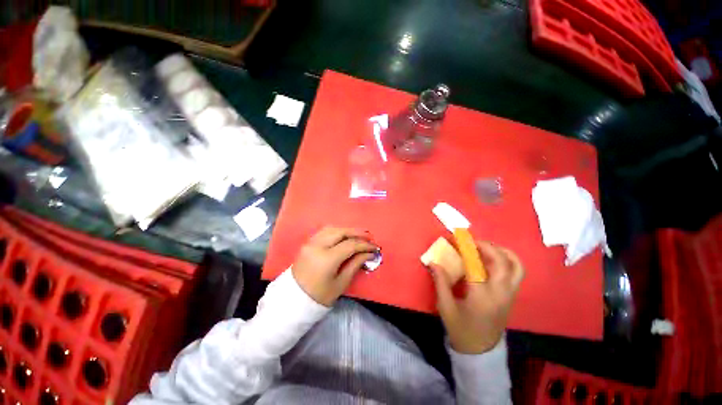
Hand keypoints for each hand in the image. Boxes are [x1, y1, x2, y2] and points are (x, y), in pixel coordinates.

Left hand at [292, 226, 378, 306]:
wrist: (293, 300)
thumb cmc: (319, 296)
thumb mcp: (341, 283)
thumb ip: (355, 264)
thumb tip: (369, 254)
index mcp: (326, 259)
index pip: (350, 245)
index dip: (364, 245)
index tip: (375, 248)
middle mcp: (317, 246)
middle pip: (341, 232)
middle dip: (357, 233)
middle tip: (369, 237)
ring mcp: (310, 243)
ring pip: (332, 228)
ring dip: (347, 230)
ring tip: (358, 235)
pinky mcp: (307, 243)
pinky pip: (324, 231)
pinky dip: (336, 231)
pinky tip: (344, 235)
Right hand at [430, 241, 523, 353]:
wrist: (480, 350)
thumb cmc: (461, 328)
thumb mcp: (445, 306)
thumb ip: (440, 282)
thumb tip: (434, 262)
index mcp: (481, 296)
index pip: (476, 265)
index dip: (465, 249)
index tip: (456, 238)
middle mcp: (500, 293)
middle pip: (502, 261)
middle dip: (486, 246)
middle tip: (471, 241)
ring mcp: (510, 294)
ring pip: (516, 266)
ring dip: (501, 251)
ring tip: (485, 247)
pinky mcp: (512, 295)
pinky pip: (516, 272)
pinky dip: (507, 259)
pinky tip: (492, 258)